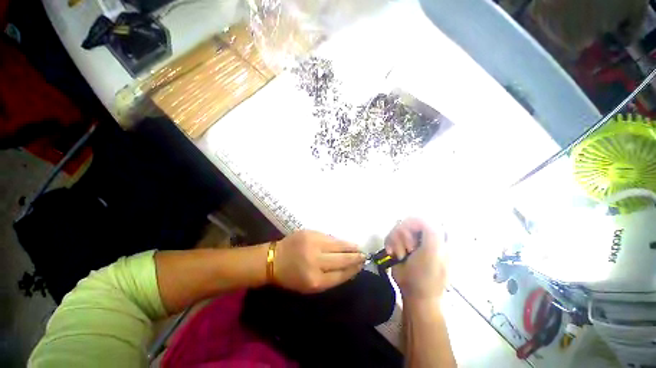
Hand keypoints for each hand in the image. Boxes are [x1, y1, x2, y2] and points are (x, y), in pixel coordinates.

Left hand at [273, 230, 364, 293]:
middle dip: (355, 257)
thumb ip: (330, 278)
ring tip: (358, 248)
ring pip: (338, 245)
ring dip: (350, 246)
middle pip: (342, 259)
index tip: (361, 265)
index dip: (353, 269)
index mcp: (315, 280)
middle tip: (364, 255)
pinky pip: (330, 237)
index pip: (341, 274)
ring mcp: (313, 244)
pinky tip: (344, 242)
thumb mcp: (310, 286)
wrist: (274, 259)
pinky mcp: (311, 233)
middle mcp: (315, 261)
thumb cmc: (292, 277)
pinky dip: (338, 241)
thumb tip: (349, 268)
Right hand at [386, 218, 447, 300]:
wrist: (415, 294)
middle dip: (403, 234)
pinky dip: (389, 243)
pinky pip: (391, 234)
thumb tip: (420, 217)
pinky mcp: (401, 244)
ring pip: (398, 226)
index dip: (414, 223)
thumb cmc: (426, 276)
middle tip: (407, 248)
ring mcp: (413, 239)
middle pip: (409, 220)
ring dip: (395, 240)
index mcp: (439, 236)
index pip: (425, 217)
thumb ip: (431, 231)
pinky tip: (392, 253)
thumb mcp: (433, 253)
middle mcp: (425, 235)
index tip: (409, 233)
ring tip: (399, 254)